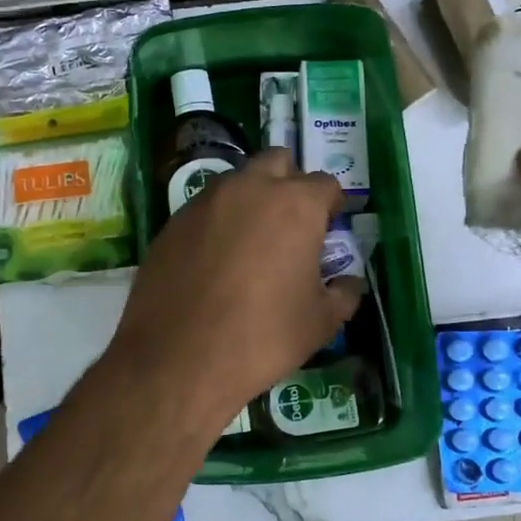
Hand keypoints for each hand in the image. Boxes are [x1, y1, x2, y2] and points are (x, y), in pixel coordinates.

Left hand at [108, 148, 363, 429]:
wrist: (177, 359)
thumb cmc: (262, 338)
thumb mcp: (320, 323)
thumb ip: (343, 293)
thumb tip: (348, 282)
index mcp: (295, 204)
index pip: (325, 184)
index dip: (331, 205)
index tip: (329, 229)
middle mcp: (249, 188)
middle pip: (277, 162)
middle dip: (290, 183)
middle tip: (291, 223)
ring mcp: (205, 201)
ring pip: (237, 181)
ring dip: (251, 198)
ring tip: (252, 242)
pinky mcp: (172, 221)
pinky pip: (205, 207)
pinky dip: (218, 221)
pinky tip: (216, 259)